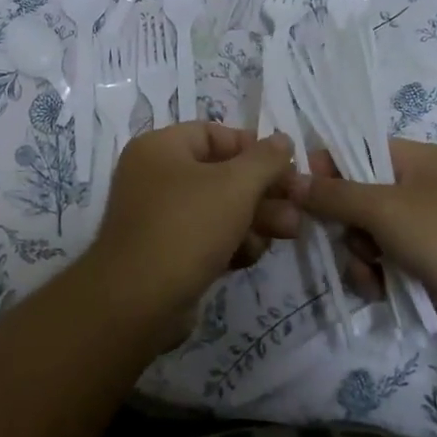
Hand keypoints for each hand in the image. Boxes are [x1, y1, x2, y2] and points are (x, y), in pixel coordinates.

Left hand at [85, 123, 294, 345]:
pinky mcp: (166, 253)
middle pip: (220, 173)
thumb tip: (283, 139)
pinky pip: (206, 237)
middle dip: (262, 191)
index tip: (286, 167)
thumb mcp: (235, 185)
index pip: (213, 134)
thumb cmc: (186, 226)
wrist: (138, 302)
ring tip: (289, 232)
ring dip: (255, 218)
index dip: (252, 147)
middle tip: (298, 206)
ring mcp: (158, 217)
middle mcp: (154, 176)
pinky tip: (252, 256)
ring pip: (218, 208)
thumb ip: (265, 160)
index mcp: (160, 148)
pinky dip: (231, 243)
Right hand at [268, 138, 436, 360]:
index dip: (326, 167)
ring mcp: (424, 233)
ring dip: (358, 255)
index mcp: (416, 161)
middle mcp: (419, 191)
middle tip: (341, 236)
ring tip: (370, 271)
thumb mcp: (385, 208)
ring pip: (365, 236)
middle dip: (343, 221)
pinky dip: (376, 278)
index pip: (357, 150)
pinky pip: (383, 266)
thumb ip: (333, 194)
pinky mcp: (427, 271)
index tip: (299, 189)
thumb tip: (289, 178)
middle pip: (356, 196)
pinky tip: (380, 291)